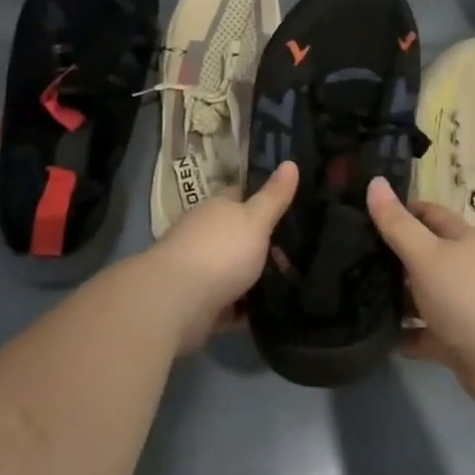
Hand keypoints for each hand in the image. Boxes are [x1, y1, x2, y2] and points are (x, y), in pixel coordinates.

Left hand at [145, 161, 297, 352]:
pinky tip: (272, 311)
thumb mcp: (256, 220)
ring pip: (235, 269)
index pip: (241, 195)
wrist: (175, 302)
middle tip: (299, 253)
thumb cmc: (220, 252)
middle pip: (239, 234)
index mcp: (217, 208)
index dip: (264, 198)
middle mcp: (205, 234)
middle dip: (264, 244)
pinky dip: (246, 308)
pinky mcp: (199, 303)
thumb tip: (291, 163)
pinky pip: (230, 303)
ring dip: (256, 277)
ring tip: (293, 283)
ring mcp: (200, 269)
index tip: (290, 206)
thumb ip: (274, 196)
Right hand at [366, 177, 474, 412]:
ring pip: (422, 295)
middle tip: (348, 256)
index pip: (428, 214)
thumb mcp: (427, 254)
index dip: (399, 211)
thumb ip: (397, 224)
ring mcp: (461, 306)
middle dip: (391, 256)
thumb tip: (374, 181)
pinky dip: (404, 334)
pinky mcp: (456, 341)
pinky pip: (423, 333)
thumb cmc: (468, 297)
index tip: (363, 216)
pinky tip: (374, 335)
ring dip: (395, 297)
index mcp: (462, 239)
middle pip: (423, 255)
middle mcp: (464, 268)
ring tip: (353, 294)